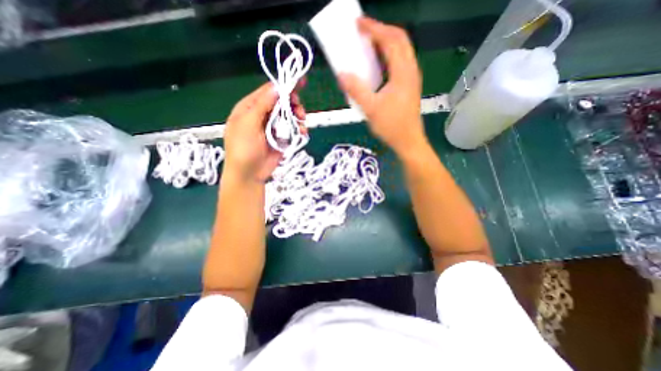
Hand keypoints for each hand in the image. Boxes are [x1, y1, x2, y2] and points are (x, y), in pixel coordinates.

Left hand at [222, 82, 303, 183]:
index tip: (300, 83)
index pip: (268, 92)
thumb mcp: (248, 124)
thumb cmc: (244, 148)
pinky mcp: (282, 138)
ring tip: (302, 124)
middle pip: (282, 103)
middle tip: (300, 111)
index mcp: (250, 107)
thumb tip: (276, 88)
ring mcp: (273, 127)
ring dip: (298, 118)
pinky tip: (302, 133)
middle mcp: (263, 115)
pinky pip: (292, 129)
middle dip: (293, 105)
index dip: (284, 87)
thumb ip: (262, 105)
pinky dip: (299, 129)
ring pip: (289, 116)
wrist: (249, 174)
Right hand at [338, 16, 425, 156]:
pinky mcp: (409, 85)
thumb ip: (356, 90)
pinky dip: (388, 56)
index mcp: (403, 73)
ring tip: (368, 44)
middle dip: (381, 31)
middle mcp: (410, 70)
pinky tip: (377, 63)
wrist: (408, 140)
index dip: (374, 29)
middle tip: (363, 32)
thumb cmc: (392, 126)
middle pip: (400, 40)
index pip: (391, 40)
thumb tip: (342, 75)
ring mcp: (411, 78)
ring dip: (385, 42)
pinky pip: (399, 62)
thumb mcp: (371, 109)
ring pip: (401, 50)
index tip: (358, 24)